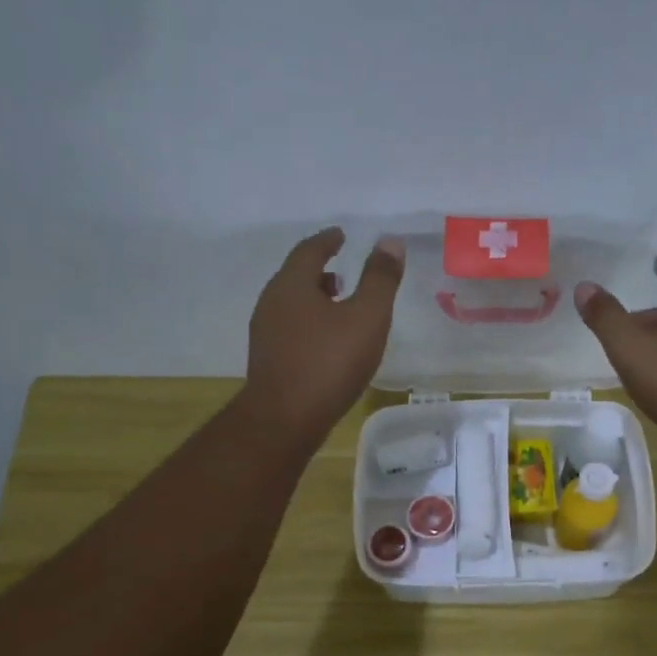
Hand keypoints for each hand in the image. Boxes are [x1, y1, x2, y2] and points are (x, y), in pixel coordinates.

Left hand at [243, 226, 405, 449]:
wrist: (284, 420)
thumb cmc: (328, 364)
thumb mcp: (366, 318)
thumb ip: (380, 280)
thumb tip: (390, 241)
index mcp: (292, 285)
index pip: (310, 250)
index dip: (328, 240)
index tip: (341, 235)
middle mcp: (272, 302)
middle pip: (296, 276)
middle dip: (320, 271)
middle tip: (343, 272)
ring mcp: (265, 333)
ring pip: (292, 304)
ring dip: (314, 298)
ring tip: (338, 306)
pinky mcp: (268, 360)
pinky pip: (290, 328)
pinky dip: (309, 322)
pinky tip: (326, 342)